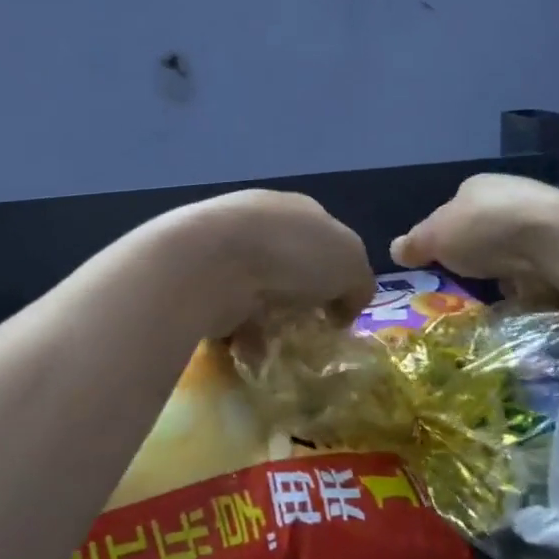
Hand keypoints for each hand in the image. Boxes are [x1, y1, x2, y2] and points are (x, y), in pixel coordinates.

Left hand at [169, 190, 375, 335]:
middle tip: (309, 333)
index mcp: (299, 209)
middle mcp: (261, 222)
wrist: (213, 262)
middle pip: (290, 267)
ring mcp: (225, 249)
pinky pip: (228, 312)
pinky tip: (249, 349)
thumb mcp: (351, 264)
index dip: (337, 277)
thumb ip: (359, 284)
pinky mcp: (200, 279)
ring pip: (257, 292)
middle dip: (300, 301)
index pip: (326, 241)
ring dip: (269, 322)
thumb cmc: (292, 254)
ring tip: (279, 347)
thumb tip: (345, 309)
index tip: (339, 312)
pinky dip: (240, 334)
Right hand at [391, 174, 558, 283]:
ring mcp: (543, 219)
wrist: (557, 240)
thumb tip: (395, 249)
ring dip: (507, 268)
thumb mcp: (435, 237)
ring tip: (497, 294)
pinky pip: (541, 266)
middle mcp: (512, 194)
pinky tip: (526, 295)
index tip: (442, 260)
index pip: (454, 209)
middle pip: (486, 228)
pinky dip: (532, 280)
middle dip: (478, 253)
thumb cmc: (486, 229)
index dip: (446, 234)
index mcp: (477, 186)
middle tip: (468, 280)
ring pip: (515, 248)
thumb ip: (415, 243)